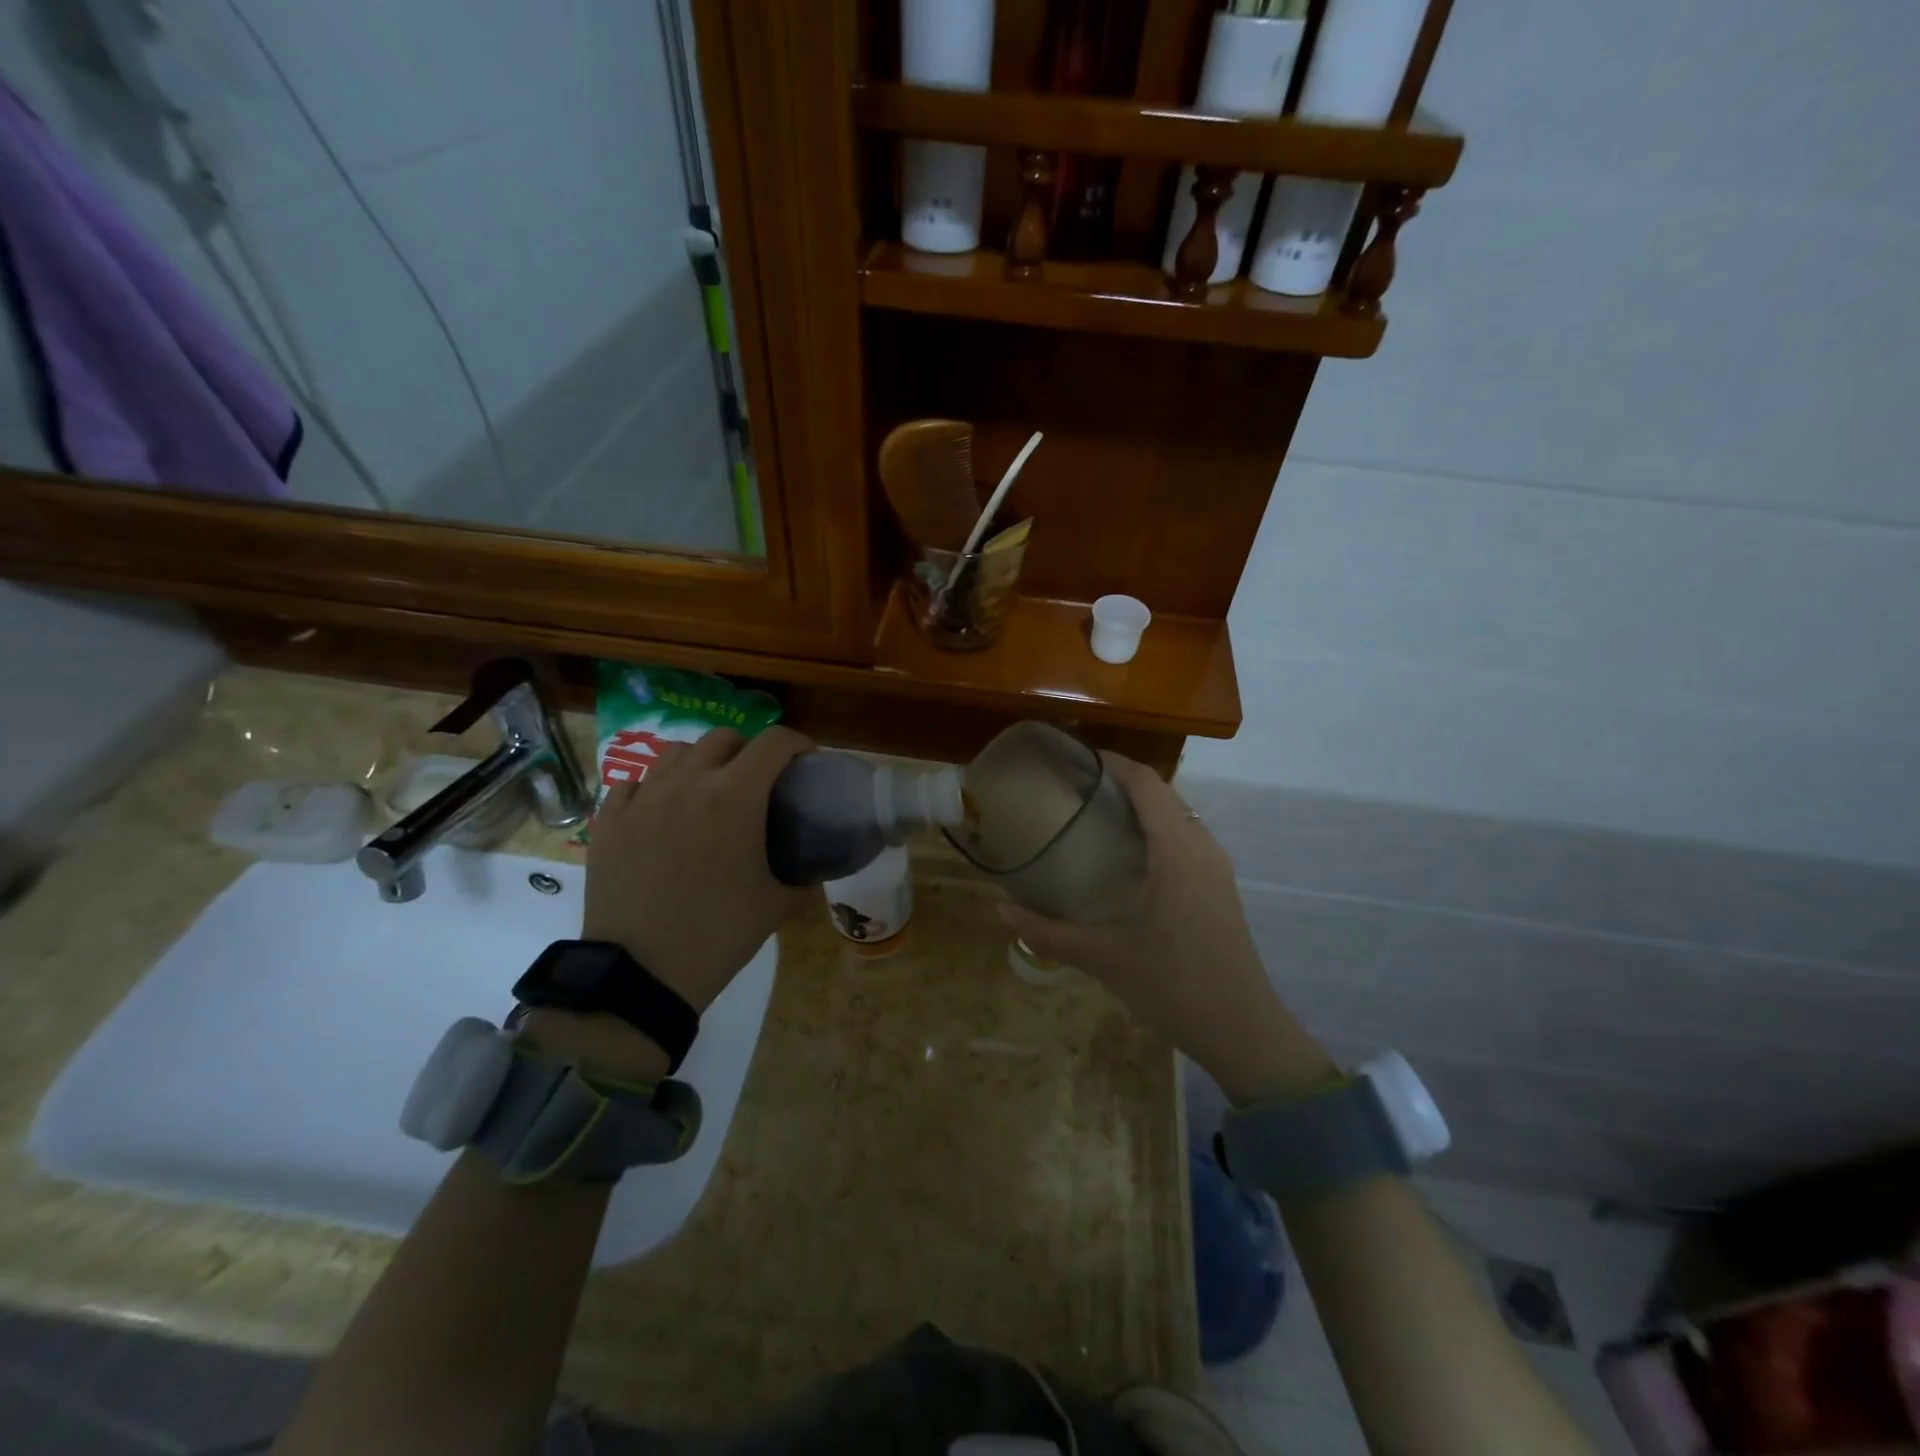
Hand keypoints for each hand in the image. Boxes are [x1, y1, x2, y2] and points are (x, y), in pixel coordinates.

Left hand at [582, 726, 813, 1015]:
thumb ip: (803, 880)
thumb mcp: (776, 905)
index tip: (805, 762)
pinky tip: (662, 813)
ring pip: (676, 753)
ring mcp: (642, 798)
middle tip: (757, 781)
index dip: (797, 743)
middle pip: (724, 738)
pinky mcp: (609, 820)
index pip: (774, 742)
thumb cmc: (719, 933)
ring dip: (701, 762)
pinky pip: (635, 784)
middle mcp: (688, 782)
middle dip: (748, 750)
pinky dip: (655, 788)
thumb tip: (814, 873)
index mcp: (735, 796)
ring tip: (707, 790)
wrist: (641, 973)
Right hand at [999, 753, 1336, 1103]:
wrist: (1243, 1031)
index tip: (1074, 758)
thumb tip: (1002, 910)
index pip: (1146, 783)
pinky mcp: (1219, 887)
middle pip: (1162, 794)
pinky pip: (1185, 839)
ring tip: (1091, 816)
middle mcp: (1202, 847)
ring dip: (1139, 807)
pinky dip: (1154, 831)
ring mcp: (1216, 867)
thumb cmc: (1173, 985)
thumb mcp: (1103, 958)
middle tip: (1072, 789)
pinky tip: (1124, 857)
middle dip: (1119, 782)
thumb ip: (1048, 933)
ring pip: (1176, 816)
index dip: (1112, 762)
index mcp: (1177, 851)